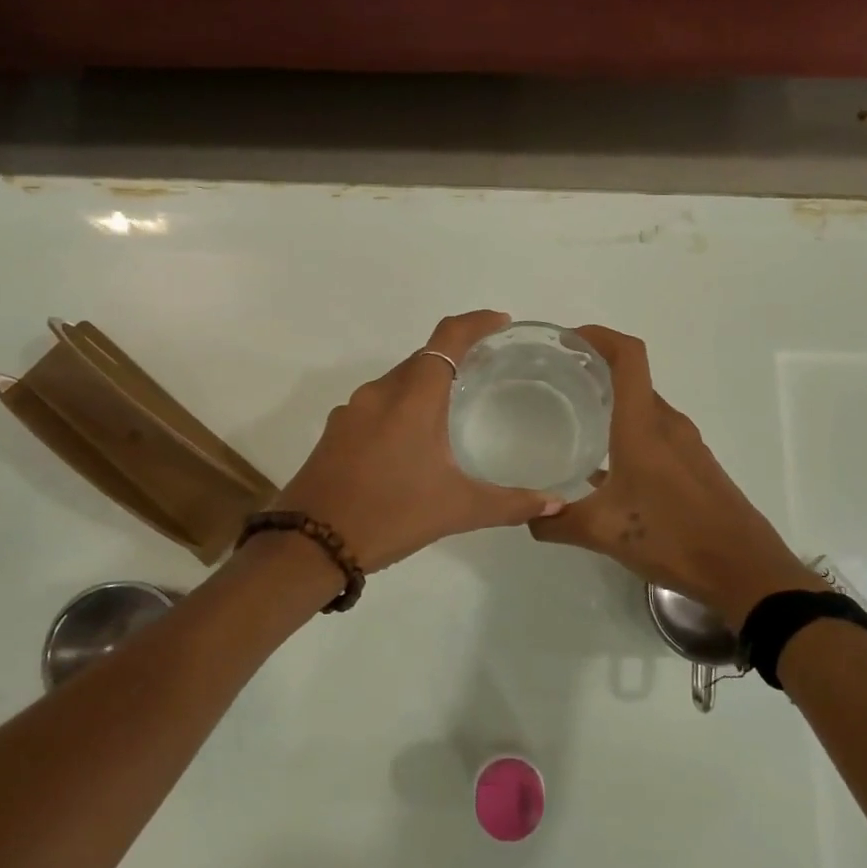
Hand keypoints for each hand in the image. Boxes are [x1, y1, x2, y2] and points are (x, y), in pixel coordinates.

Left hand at [274, 311, 565, 570]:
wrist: (310, 544)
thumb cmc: (390, 515)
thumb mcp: (457, 510)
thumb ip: (510, 503)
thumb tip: (556, 503)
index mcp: (413, 398)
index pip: (448, 338)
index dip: (476, 323)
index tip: (500, 323)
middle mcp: (380, 393)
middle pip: (423, 358)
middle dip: (455, 358)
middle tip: (487, 373)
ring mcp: (352, 411)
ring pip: (397, 382)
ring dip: (426, 385)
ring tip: (454, 409)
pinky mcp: (336, 431)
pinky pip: (377, 405)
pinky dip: (401, 408)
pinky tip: (412, 441)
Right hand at [529, 326, 820, 624]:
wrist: (744, 570)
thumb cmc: (673, 539)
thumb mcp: (603, 533)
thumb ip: (557, 521)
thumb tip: (527, 516)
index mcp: (644, 426)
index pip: (628, 356)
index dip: (599, 335)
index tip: (566, 340)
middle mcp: (667, 425)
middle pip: (632, 378)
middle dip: (595, 370)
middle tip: (554, 382)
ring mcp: (686, 445)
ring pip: (644, 407)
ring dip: (612, 403)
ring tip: (573, 418)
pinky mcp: (695, 465)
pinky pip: (656, 433)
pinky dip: (628, 431)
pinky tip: (605, 466)